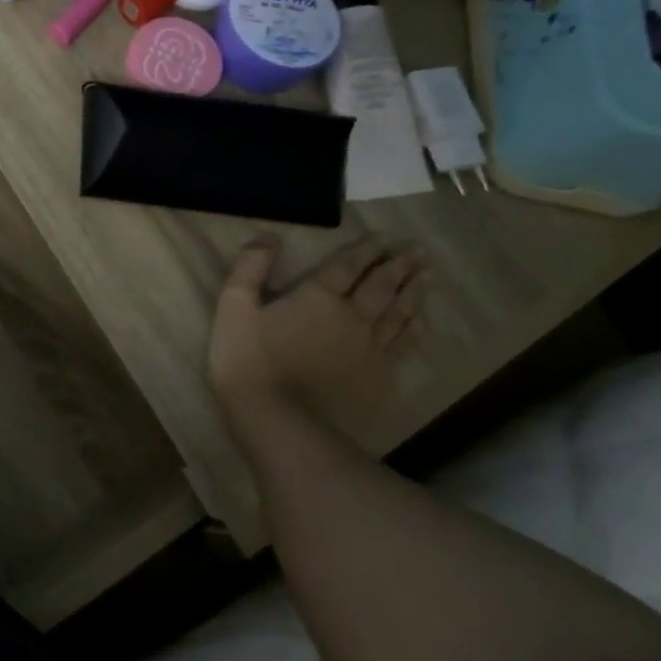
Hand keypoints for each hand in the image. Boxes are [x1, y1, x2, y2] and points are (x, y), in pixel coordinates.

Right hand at [209, 235, 425, 446]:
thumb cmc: (249, 363)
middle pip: (380, 286)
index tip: (384, 236)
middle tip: (417, 250)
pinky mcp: (378, 379)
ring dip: (413, 293)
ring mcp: (370, 350)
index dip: (364, 249)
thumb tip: (267, 237)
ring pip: (398, 314)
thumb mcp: (233, 309)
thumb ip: (248, 270)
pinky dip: (415, 332)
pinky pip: (403, 348)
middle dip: (397, 266)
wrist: (281, 423)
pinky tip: (422, 325)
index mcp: (317, 298)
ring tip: (427, 277)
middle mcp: (352, 317)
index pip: (345, 266)